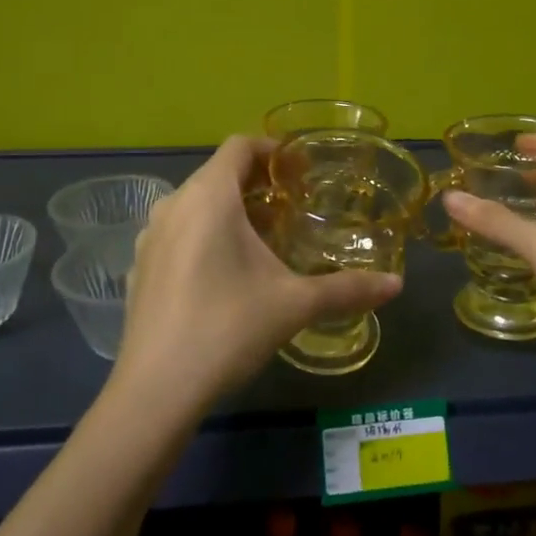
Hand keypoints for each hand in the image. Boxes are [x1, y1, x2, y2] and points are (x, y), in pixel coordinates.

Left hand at [111, 136, 402, 416]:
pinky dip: (203, 236)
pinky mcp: (139, 268)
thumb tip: (396, 285)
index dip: (273, 150)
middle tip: (292, 207)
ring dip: (229, 210)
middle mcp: (172, 205)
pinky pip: (177, 234)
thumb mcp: (294, 305)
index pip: (239, 145)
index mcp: (208, 197)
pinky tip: (224, 275)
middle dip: (256, 183)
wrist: (156, 390)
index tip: (301, 172)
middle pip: (217, 174)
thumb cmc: (228, 328)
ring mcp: (150, 238)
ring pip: (195, 205)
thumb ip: (347, 289)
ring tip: (262, 239)